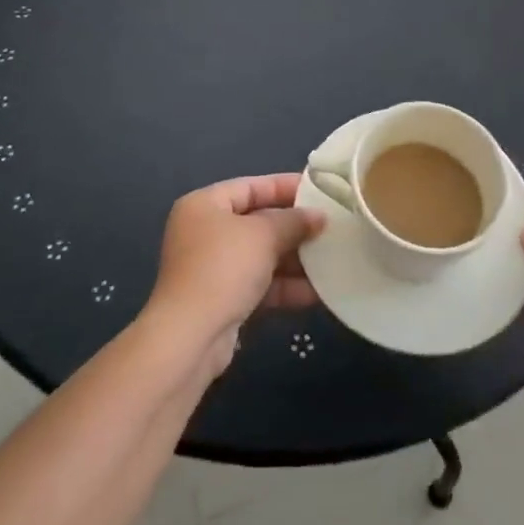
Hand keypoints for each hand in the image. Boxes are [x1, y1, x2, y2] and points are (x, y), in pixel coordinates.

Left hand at [146, 174, 324, 373]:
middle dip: (294, 228)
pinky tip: (318, 292)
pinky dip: (285, 287)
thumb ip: (293, 221)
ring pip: (261, 257)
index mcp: (204, 205)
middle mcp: (204, 232)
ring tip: (332, 259)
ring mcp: (212, 269)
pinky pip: (259, 285)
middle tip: (331, 227)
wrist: (191, 338)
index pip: (250, 187)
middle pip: (257, 222)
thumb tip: (319, 216)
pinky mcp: (222, 301)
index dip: (285, 186)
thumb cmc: (224, 268)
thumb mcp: (263, 235)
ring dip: (295, 260)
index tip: (319, 191)